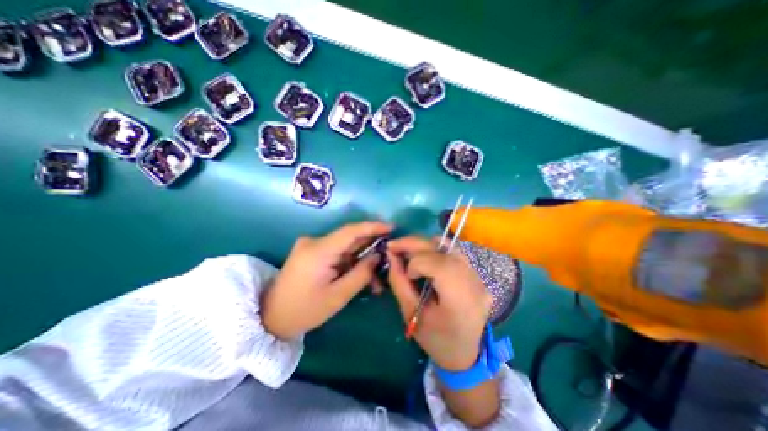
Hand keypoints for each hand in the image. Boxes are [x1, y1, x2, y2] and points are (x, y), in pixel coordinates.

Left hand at [265, 223, 392, 340]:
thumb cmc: (304, 311)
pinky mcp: (311, 251)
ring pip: (344, 245)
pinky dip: (350, 259)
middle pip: (349, 237)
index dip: (373, 226)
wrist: (270, 317)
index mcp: (318, 251)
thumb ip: (361, 274)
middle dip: (370, 245)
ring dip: (361, 256)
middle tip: (388, 254)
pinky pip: (336, 250)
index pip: (350, 231)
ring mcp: (311, 245)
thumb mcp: (338, 296)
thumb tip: (377, 256)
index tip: (392, 227)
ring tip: (376, 273)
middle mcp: (314, 241)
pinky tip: (360, 271)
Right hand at [387, 236, 488, 370]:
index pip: (438, 265)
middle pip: (443, 249)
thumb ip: (399, 282)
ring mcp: (479, 276)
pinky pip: (453, 252)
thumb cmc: (435, 340)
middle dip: (414, 244)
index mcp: (460, 300)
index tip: (407, 274)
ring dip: (424, 245)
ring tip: (408, 251)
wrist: (466, 354)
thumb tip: (390, 255)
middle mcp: (474, 282)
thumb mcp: (410, 314)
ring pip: (448, 246)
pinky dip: (434, 249)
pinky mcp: (477, 273)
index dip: (416, 263)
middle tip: (394, 245)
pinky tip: (424, 257)